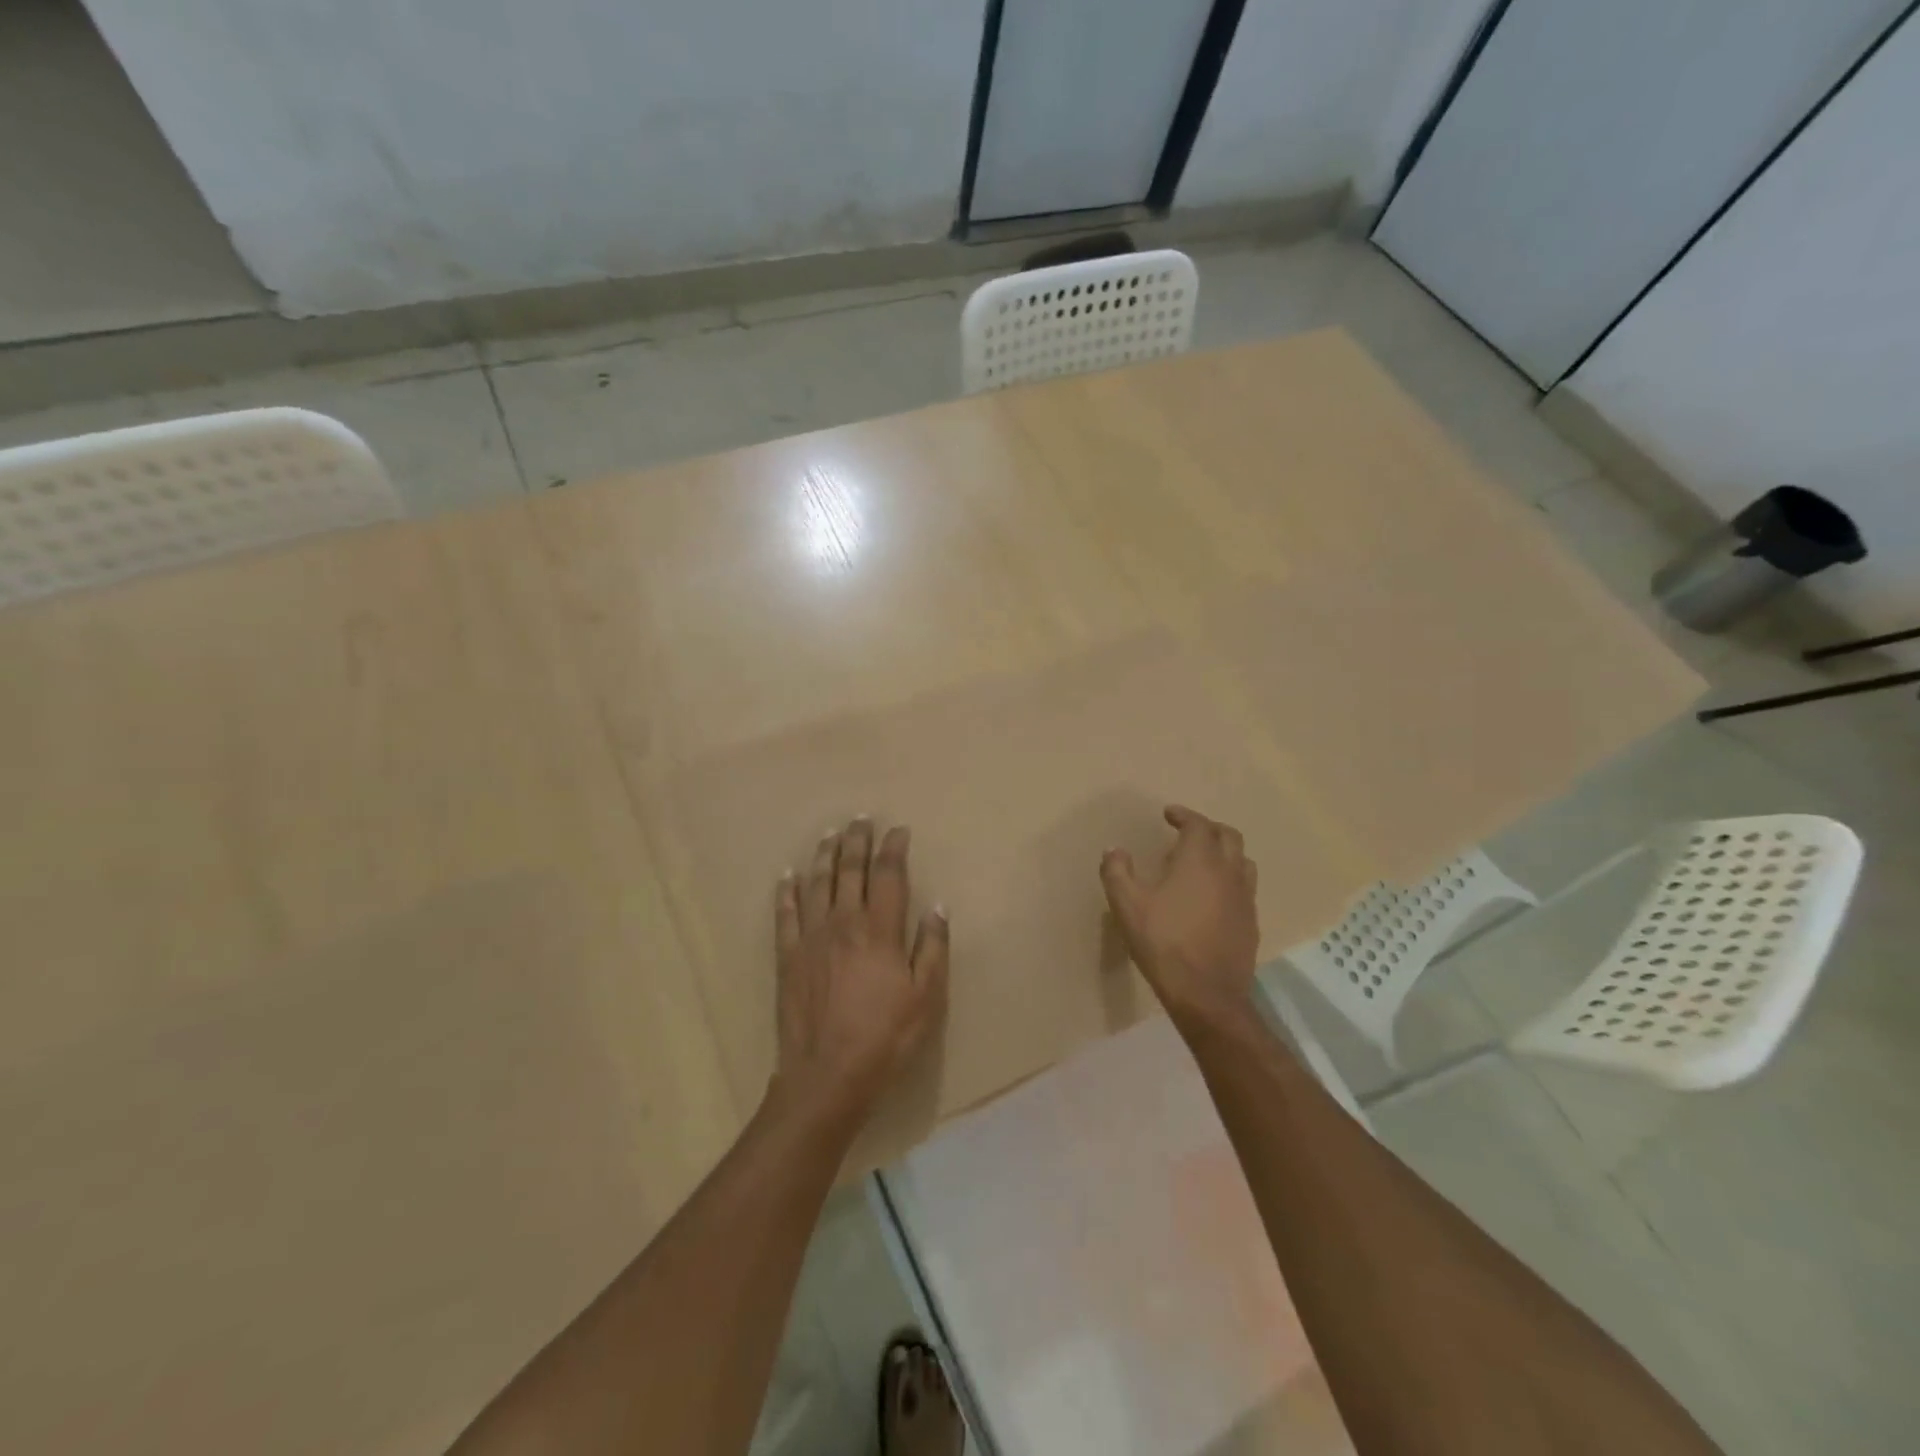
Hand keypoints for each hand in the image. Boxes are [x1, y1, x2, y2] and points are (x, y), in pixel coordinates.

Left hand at [770, 817, 949, 1122]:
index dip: (894, 849)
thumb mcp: (927, 998)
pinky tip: (788, 875)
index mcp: (880, 931)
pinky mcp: (788, 957)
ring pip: (817, 883)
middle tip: (862, 819)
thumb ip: (933, 949)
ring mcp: (811, 938)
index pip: (888, 875)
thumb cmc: (885, 1039)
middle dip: (857, 840)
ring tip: (830, 834)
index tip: (899, 830)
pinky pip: (785, 914)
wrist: (827, 1077)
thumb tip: (937, 907)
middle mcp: (844, 923)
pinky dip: (786, 891)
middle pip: (850, 870)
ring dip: (824, 855)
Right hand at [1100, 805, 1258, 1026]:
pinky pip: (1245, 888)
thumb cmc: (1164, 942)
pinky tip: (1214, 897)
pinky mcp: (1251, 923)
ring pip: (1243, 861)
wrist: (1206, 994)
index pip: (1198, 824)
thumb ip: (1117, 872)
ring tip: (1204, 861)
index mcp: (1200, 861)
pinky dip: (1231, 880)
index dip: (1183, 815)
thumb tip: (1114, 850)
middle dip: (1208, 828)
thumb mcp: (1127, 905)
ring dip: (1225, 852)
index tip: (1169, 814)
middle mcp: (1229, 872)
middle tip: (1188, 832)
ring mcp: (1245, 898)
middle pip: (1229, 836)